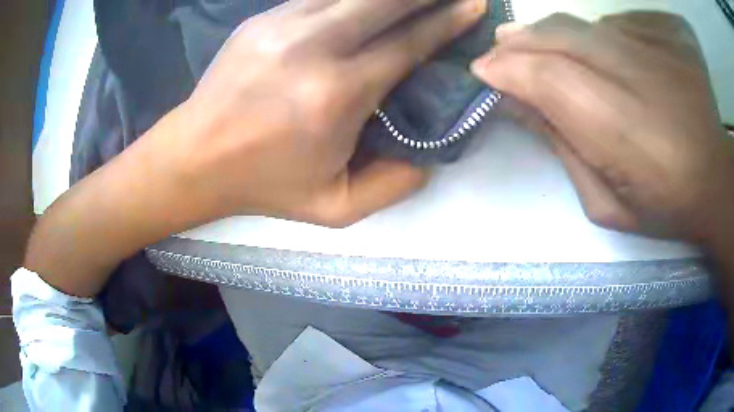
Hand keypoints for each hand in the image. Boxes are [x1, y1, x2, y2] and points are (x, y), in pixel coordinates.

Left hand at [162, 0, 485, 226]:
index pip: (409, 43)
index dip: (448, 20)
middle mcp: (314, 47)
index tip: (473, 5)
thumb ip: (395, 185)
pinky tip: (365, 4)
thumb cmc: (265, 185)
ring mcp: (283, 25)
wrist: (196, 157)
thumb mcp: (336, 207)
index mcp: (337, 95)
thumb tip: (430, 151)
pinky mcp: (262, 19)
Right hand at [471, 12, 733, 243]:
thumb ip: (563, 150)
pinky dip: (599, 33)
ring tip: (540, 46)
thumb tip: (519, 104)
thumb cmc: (665, 205)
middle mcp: (643, 77)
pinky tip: (602, 53)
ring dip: (555, 34)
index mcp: (626, 134)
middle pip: (564, 37)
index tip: (484, 71)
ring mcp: (662, 49)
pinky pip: (620, 21)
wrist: (716, 181)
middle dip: (523, 41)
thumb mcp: (606, 203)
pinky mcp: (673, 35)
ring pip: (589, 25)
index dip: (509, 69)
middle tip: (502, 49)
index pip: (549, 79)